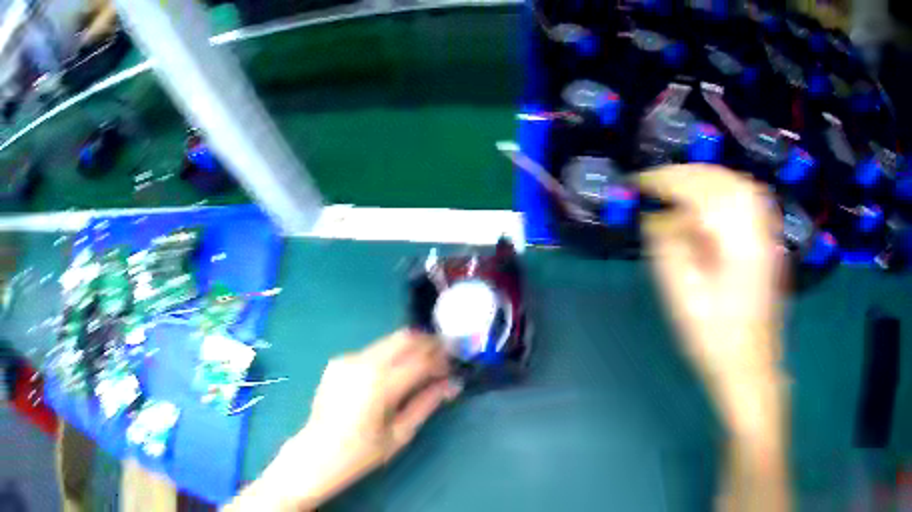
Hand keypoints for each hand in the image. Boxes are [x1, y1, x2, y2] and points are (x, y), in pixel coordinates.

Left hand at [227, 330, 460, 510]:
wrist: (317, 453)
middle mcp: (363, 363)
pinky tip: (394, 374)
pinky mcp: (337, 362)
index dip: (443, 359)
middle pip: (404, 338)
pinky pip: (371, 351)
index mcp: (381, 384)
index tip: (455, 364)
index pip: (422, 359)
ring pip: (388, 341)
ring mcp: (347, 359)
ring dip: (409, 348)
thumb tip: (452, 383)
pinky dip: (389, 355)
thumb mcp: (400, 434)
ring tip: (422, 365)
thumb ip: (427, 403)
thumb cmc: (362, 452)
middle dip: (428, 343)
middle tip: (443, 357)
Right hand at [637, 165, 789, 510]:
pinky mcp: (769, 242)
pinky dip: (726, 190)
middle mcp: (756, 226)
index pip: (697, 190)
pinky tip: (711, 202)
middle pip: (720, 179)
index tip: (639, 182)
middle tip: (656, 185)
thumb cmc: (714, 339)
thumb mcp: (683, 296)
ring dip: (705, 178)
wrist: (751, 367)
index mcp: (735, 239)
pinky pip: (749, 199)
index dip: (664, 181)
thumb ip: (668, 247)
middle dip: (684, 174)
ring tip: (679, 189)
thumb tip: (658, 216)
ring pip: (737, 184)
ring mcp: (767, 233)